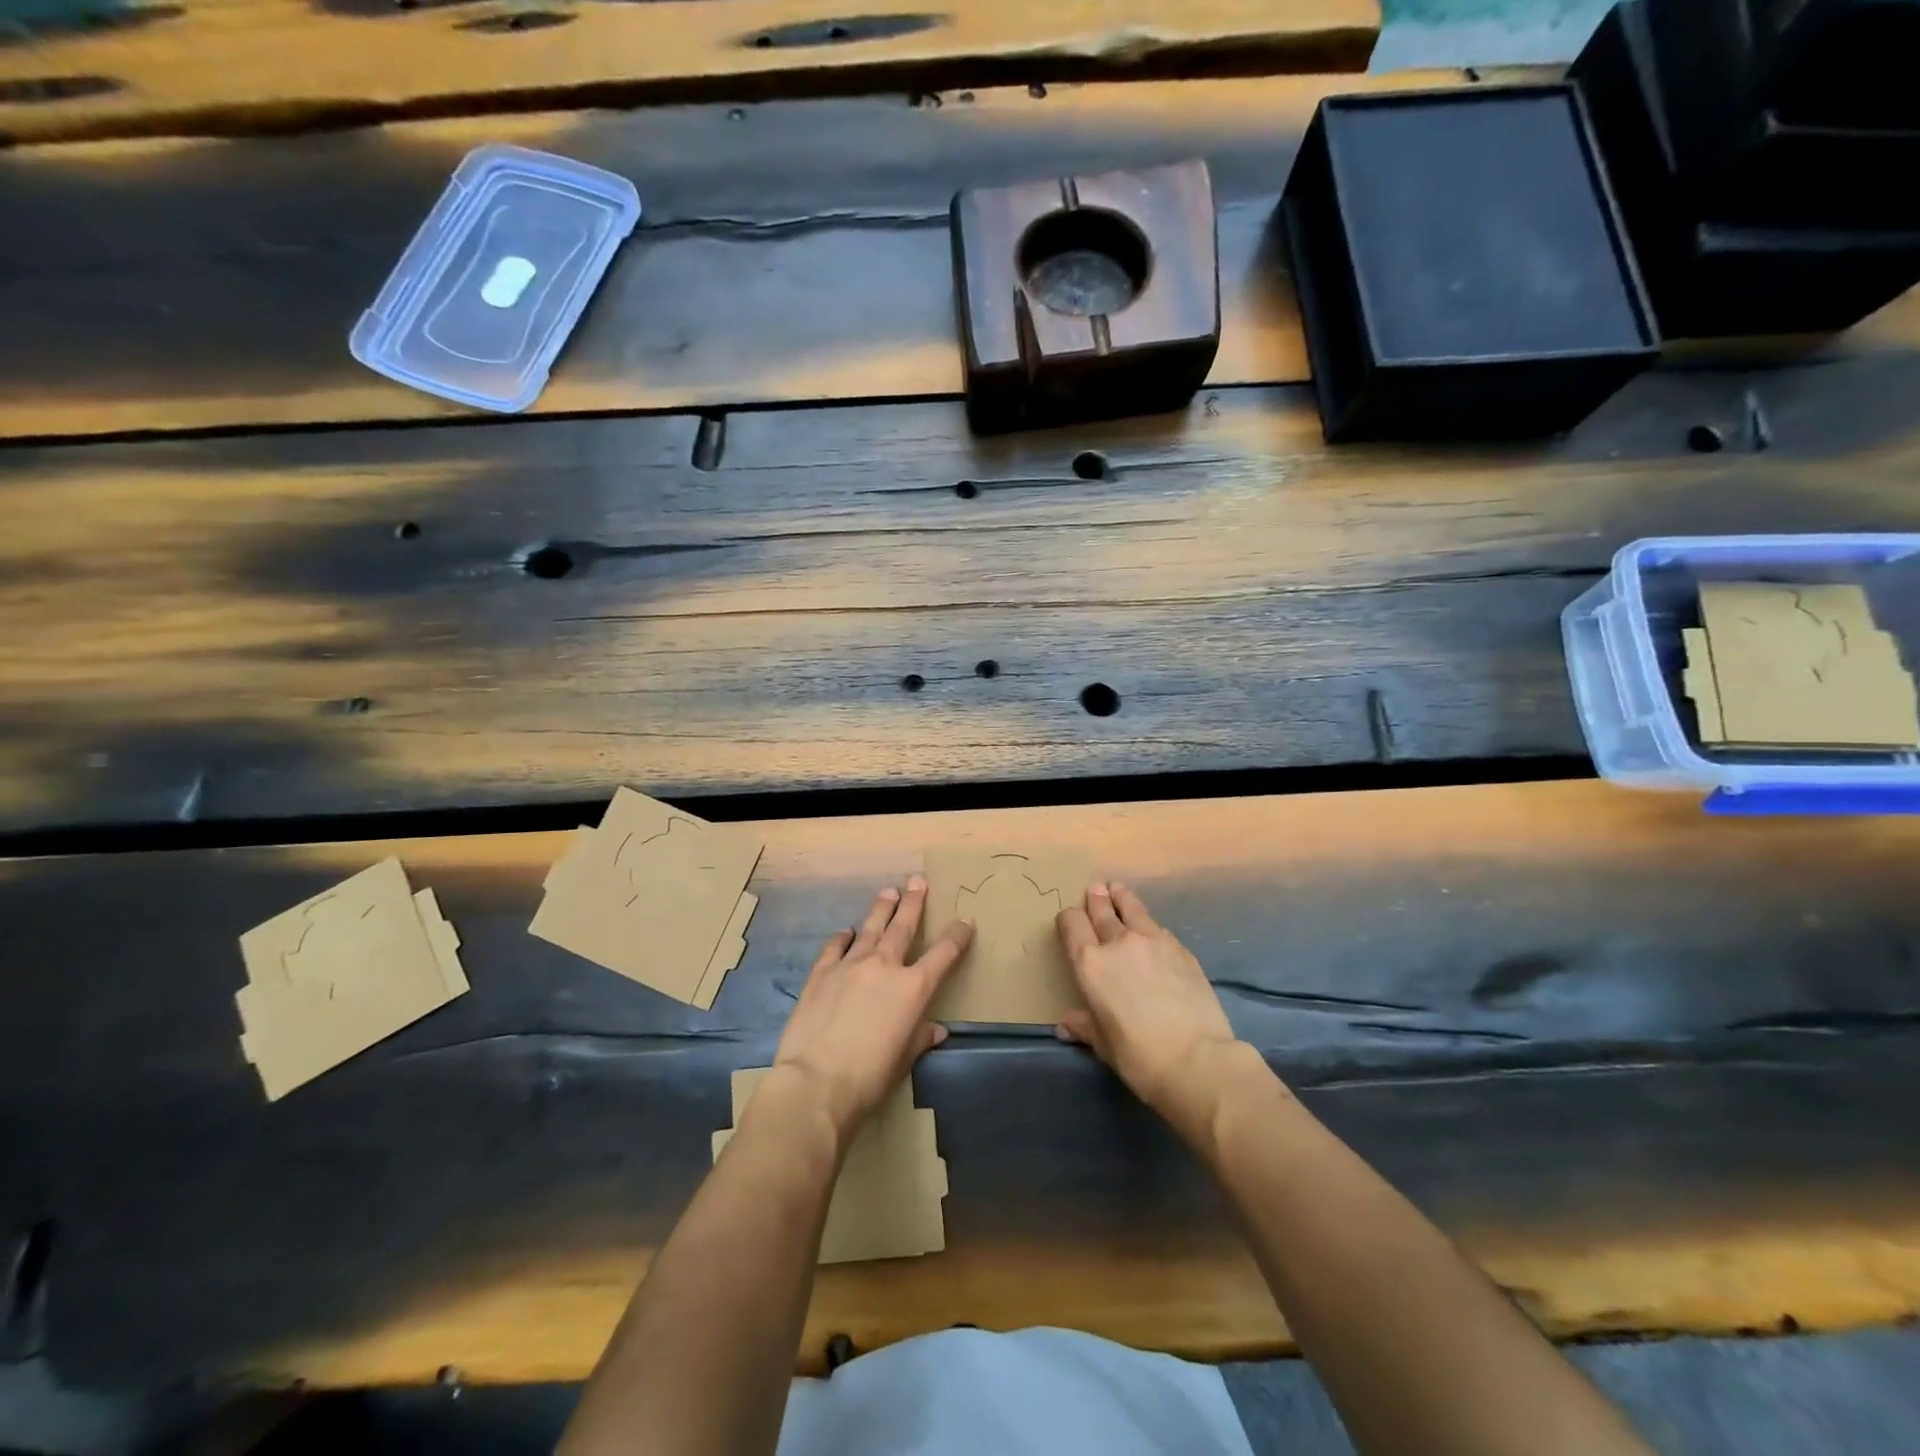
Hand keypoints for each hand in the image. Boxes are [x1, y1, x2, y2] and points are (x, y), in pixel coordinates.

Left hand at [772, 875, 973, 1141]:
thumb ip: (920, 1038)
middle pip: (903, 926)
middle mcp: (884, 966)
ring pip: (870, 928)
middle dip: (913, 902)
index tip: (966, 920)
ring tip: (888, 892)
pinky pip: (835, 947)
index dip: (957, 935)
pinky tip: (846, 932)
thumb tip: (935, 1030)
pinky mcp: (821, 973)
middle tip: (918, 881)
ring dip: (881, 909)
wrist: (816, 1082)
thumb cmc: (869, 1077)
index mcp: (913, 988)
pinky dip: (843, 938)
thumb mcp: (903, 1060)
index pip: (944, 954)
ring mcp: (850, 965)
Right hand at [1055, 882, 1239, 1121]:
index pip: (1072, 925)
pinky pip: (1158, 928)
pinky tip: (1151, 928)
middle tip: (1095, 889)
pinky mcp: (1181, 949)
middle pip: (1102, 910)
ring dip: (1122, 898)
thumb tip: (1066, 1025)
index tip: (1069, 920)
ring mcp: (1152, 941)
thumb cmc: (1139, 1056)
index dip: (1068, 919)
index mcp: (1090, 963)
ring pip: (1132, 908)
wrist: (1197, 1058)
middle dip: (1096, 899)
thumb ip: (1085, 1026)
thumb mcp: (1104, 1044)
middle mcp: (1118, 942)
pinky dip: (1149, 924)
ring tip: (1118, 890)